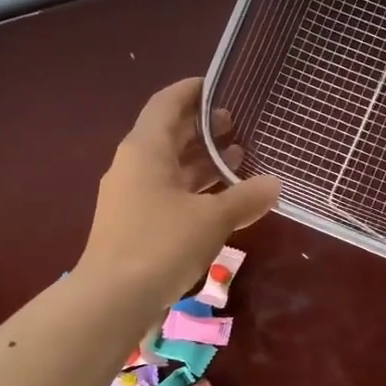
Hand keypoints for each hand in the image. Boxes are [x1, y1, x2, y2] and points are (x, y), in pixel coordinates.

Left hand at [76, 78, 279, 304]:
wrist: (111, 298)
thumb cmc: (161, 244)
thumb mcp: (212, 219)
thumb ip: (246, 198)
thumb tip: (275, 184)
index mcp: (146, 149)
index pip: (167, 103)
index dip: (192, 91)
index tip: (219, 86)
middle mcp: (133, 165)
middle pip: (169, 134)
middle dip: (203, 129)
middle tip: (238, 125)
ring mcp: (129, 195)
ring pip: (170, 167)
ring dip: (202, 162)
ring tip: (238, 160)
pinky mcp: (132, 223)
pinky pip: (166, 192)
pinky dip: (193, 189)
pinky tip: (220, 201)